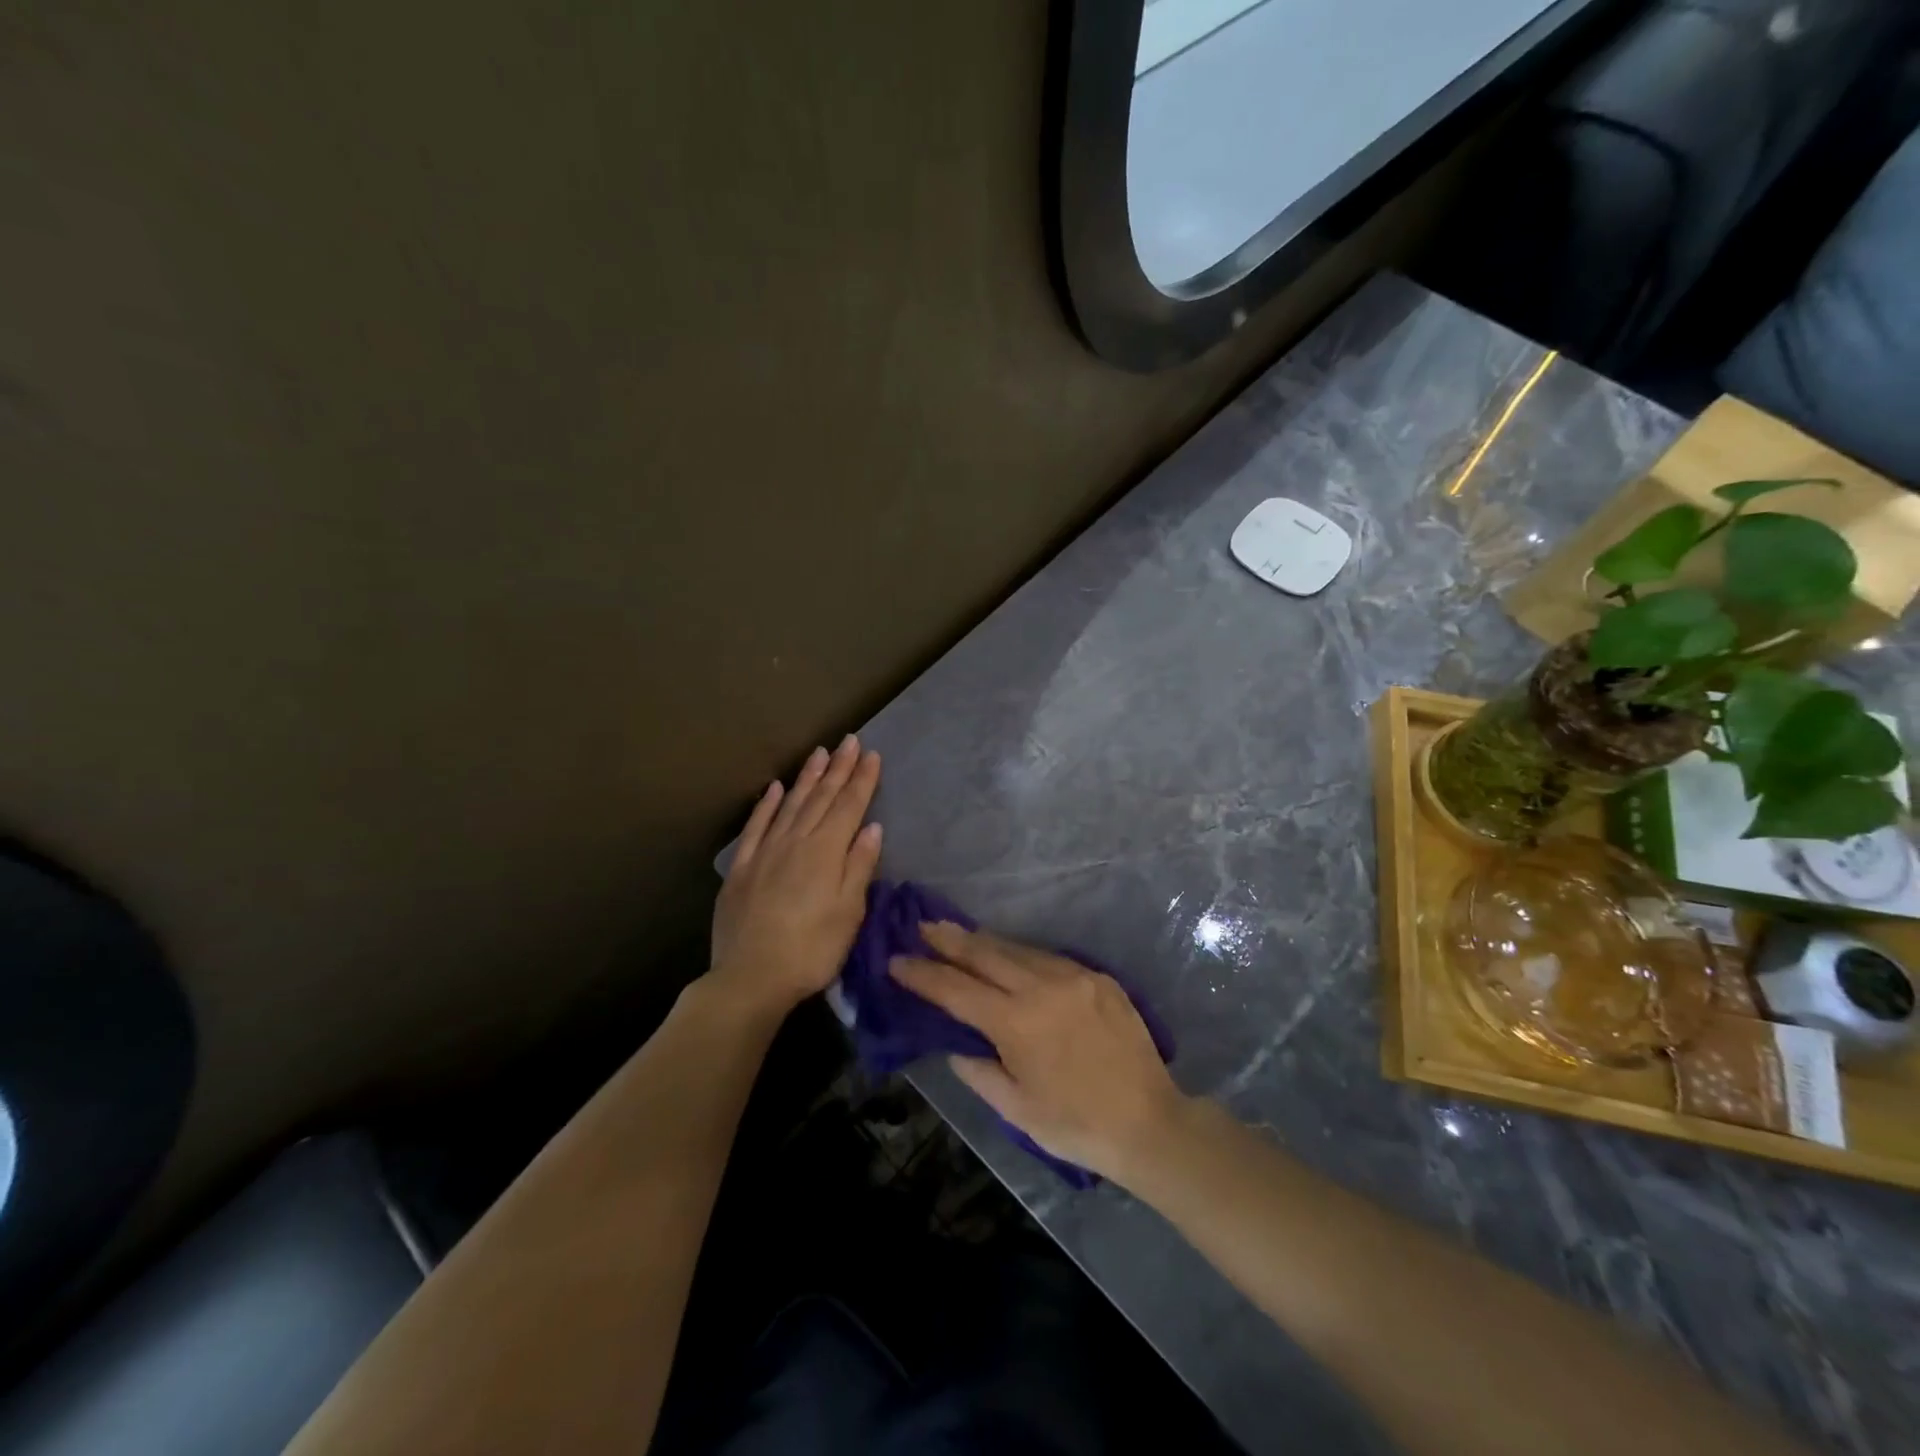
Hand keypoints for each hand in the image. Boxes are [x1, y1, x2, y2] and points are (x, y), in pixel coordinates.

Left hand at [709, 735, 881, 1015]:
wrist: (750, 978)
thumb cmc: (811, 950)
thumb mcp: (848, 912)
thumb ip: (859, 866)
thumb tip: (871, 826)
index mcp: (826, 852)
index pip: (849, 806)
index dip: (862, 780)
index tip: (872, 754)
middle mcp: (796, 841)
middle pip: (821, 798)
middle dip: (838, 768)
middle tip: (849, 741)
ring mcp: (766, 852)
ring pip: (790, 804)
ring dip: (806, 777)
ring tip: (819, 752)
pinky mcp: (742, 868)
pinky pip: (756, 826)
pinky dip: (767, 804)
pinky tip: (775, 788)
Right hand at [889, 923, 1187, 1185]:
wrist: (1149, 1122)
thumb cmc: (1075, 1125)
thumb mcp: (1015, 1109)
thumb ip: (978, 1070)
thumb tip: (955, 1043)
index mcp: (1016, 1023)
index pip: (956, 990)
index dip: (922, 974)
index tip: (896, 960)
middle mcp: (1042, 987)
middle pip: (985, 954)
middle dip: (949, 940)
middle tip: (922, 926)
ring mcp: (1073, 976)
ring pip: (1017, 949)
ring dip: (984, 942)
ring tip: (957, 934)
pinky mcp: (1098, 976)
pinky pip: (1049, 958)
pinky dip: (1021, 954)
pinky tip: (1010, 956)